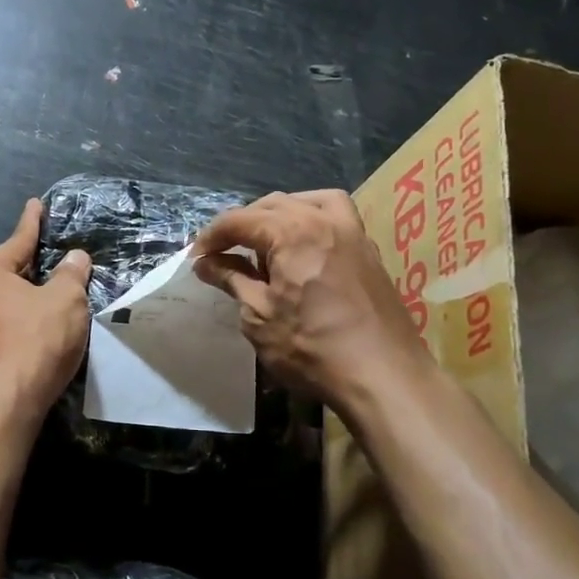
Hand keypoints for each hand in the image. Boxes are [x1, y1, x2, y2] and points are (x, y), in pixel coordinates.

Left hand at [0, 199, 93, 417]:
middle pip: (0, 278)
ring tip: (31, 321)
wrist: (4, 405)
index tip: (36, 204)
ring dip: (7, 311)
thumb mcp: (67, 301)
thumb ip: (71, 274)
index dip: (32, 222)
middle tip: (45, 274)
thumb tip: (75, 257)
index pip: (17, 241)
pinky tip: (12, 354)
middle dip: (22, 275)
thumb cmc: (37, 342)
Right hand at [193, 190, 426, 407]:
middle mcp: (324, 220)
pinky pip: (335, 216)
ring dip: (279, 214)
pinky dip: (311, 220)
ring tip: (264, 242)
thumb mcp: (259, 316)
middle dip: (242, 224)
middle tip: (222, 253)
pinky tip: (302, 248)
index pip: (240, 220)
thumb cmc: (312, 348)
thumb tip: (206, 263)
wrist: (384, 377)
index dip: (211, 237)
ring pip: (308, 202)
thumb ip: (232, 280)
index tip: (195, 260)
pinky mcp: (368, 251)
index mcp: (293, 232)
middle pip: (272, 205)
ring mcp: (352, 233)